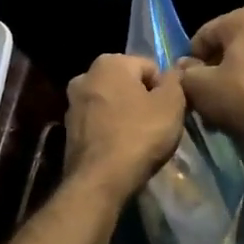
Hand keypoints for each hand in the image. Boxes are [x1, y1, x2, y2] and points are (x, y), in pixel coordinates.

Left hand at [64, 54, 187, 202]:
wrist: (100, 180)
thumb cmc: (139, 135)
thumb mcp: (171, 104)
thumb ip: (175, 81)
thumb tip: (173, 72)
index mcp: (109, 62)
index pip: (149, 67)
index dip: (165, 89)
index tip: (170, 111)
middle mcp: (85, 76)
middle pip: (127, 84)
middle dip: (143, 100)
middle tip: (158, 125)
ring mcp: (72, 104)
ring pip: (112, 104)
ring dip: (126, 116)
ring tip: (141, 140)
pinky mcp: (68, 130)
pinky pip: (99, 123)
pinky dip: (111, 131)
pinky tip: (122, 150)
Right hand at [178, 5, 243, 136]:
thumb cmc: (241, 97)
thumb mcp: (200, 87)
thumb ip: (186, 72)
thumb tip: (184, 67)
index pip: (206, 34)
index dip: (192, 59)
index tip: (189, 81)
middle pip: (233, 43)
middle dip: (219, 65)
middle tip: (209, 91)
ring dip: (240, 73)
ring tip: (230, 100)